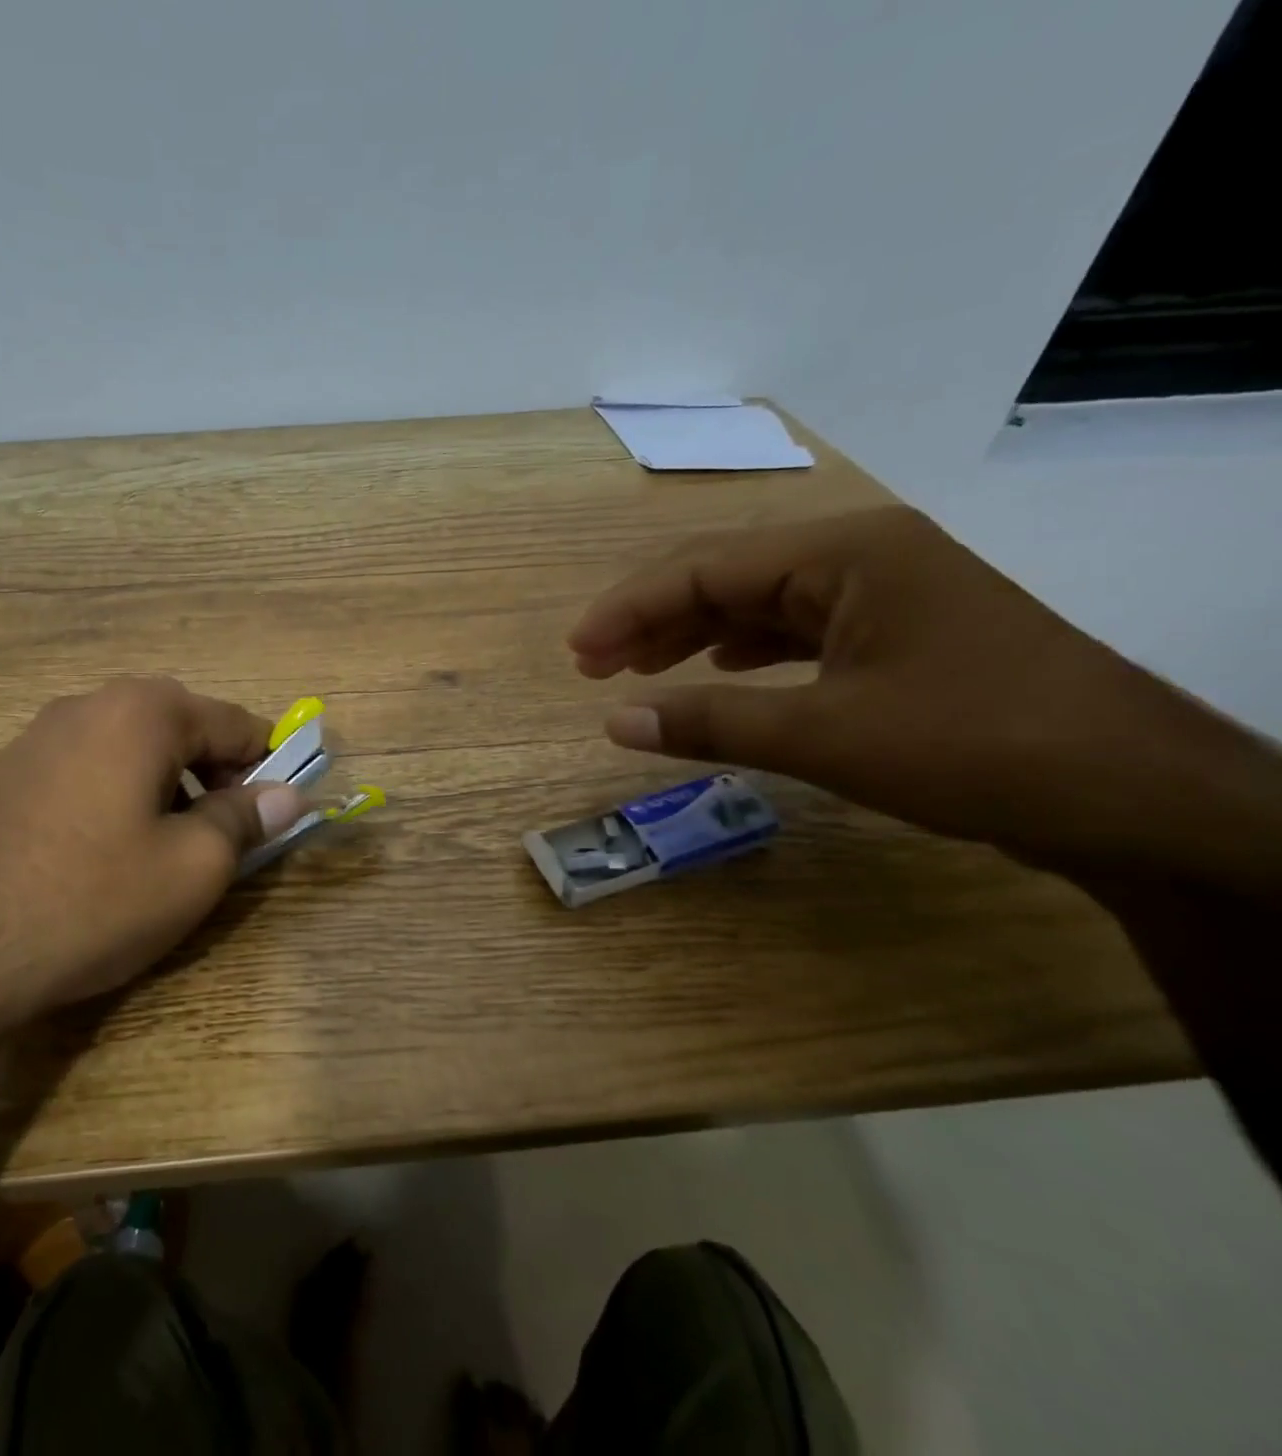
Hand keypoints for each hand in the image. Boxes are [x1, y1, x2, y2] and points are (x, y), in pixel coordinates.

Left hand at [0, 678, 306, 1024]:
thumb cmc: (93, 900)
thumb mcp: (193, 867)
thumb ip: (246, 819)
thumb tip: (287, 796)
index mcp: (143, 712)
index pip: (233, 722)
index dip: (267, 764)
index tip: (276, 811)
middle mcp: (90, 704)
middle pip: (181, 726)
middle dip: (214, 772)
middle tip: (220, 833)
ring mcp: (40, 734)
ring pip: (133, 745)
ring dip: (168, 782)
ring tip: (165, 844)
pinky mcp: (9, 770)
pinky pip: (89, 764)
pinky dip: (121, 790)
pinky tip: (108, 848)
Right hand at [569, 507, 1273, 883]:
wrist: (1137, 797)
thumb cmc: (976, 748)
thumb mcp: (825, 735)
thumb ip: (710, 722)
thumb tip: (613, 722)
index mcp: (846, 552)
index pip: (706, 568)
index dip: (629, 608)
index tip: (576, 651)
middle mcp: (862, 555)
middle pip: (727, 576)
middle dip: (653, 619)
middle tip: (591, 665)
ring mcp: (883, 593)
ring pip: (758, 602)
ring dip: (691, 634)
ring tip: (632, 670)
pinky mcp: (896, 634)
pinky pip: (794, 630)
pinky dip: (742, 650)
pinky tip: (714, 669)